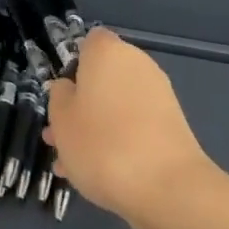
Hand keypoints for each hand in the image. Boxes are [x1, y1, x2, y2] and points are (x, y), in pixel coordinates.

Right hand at [43, 28, 216, 228]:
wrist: (166, 186)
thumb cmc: (102, 144)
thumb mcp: (62, 119)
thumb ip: (59, 96)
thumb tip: (69, 87)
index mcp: (108, 52)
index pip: (89, 42)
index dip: (72, 65)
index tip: (60, 94)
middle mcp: (137, 64)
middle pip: (102, 77)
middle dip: (80, 104)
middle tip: (58, 136)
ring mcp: (158, 95)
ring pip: (115, 105)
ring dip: (94, 127)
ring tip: (71, 163)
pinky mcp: (170, 125)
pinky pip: (133, 125)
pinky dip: (116, 141)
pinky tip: (96, 174)